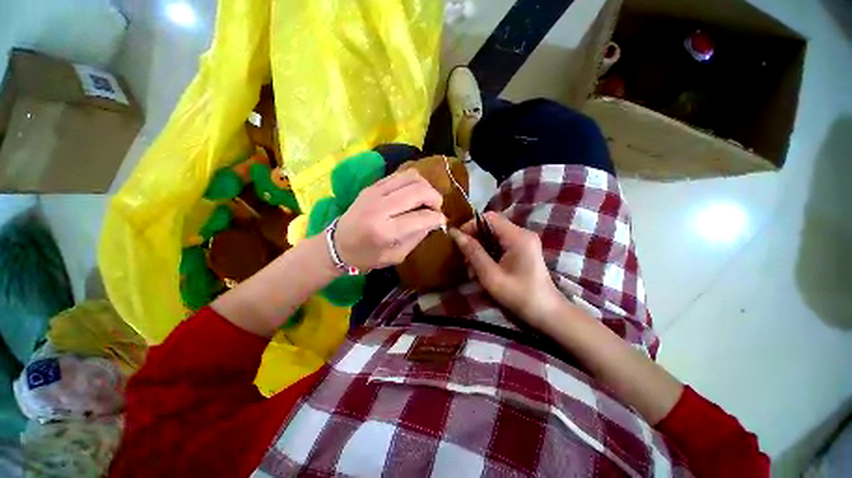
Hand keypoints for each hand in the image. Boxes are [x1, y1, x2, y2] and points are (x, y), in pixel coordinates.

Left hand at [336, 169, 446, 269]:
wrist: (337, 244)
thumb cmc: (367, 256)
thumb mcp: (396, 256)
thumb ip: (417, 237)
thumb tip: (434, 221)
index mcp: (385, 231)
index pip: (422, 216)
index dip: (438, 218)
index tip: (442, 221)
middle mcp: (380, 207)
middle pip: (419, 191)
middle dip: (435, 198)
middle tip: (436, 209)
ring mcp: (374, 192)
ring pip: (412, 177)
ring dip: (426, 187)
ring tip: (426, 199)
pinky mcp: (372, 185)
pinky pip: (400, 175)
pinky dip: (413, 182)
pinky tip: (414, 193)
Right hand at [450, 212, 564, 326]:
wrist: (546, 313)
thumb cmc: (519, 296)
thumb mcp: (491, 276)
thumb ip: (473, 253)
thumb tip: (455, 234)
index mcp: (517, 237)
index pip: (488, 217)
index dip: (470, 225)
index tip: (458, 241)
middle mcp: (522, 233)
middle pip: (491, 226)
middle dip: (474, 240)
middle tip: (464, 259)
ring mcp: (524, 241)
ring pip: (493, 235)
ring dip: (480, 248)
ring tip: (472, 268)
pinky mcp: (523, 249)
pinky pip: (500, 244)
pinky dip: (488, 253)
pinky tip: (483, 269)